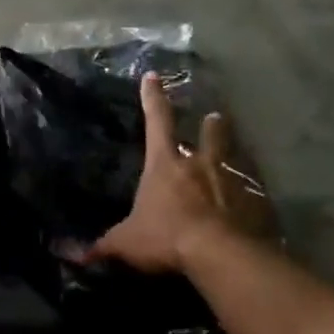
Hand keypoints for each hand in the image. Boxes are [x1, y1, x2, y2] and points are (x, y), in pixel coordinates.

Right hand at [86, 73, 269, 273]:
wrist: (222, 255)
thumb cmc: (166, 237)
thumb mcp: (127, 243)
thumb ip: (103, 247)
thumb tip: (74, 257)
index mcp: (166, 164)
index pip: (157, 121)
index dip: (153, 98)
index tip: (153, 77)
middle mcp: (201, 165)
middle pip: (209, 135)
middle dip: (211, 126)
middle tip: (215, 117)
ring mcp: (234, 182)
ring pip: (236, 159)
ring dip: (235, 153)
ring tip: (237, 152)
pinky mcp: (259, 204)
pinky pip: (255, 194)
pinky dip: (252, 196)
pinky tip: (255, 203)